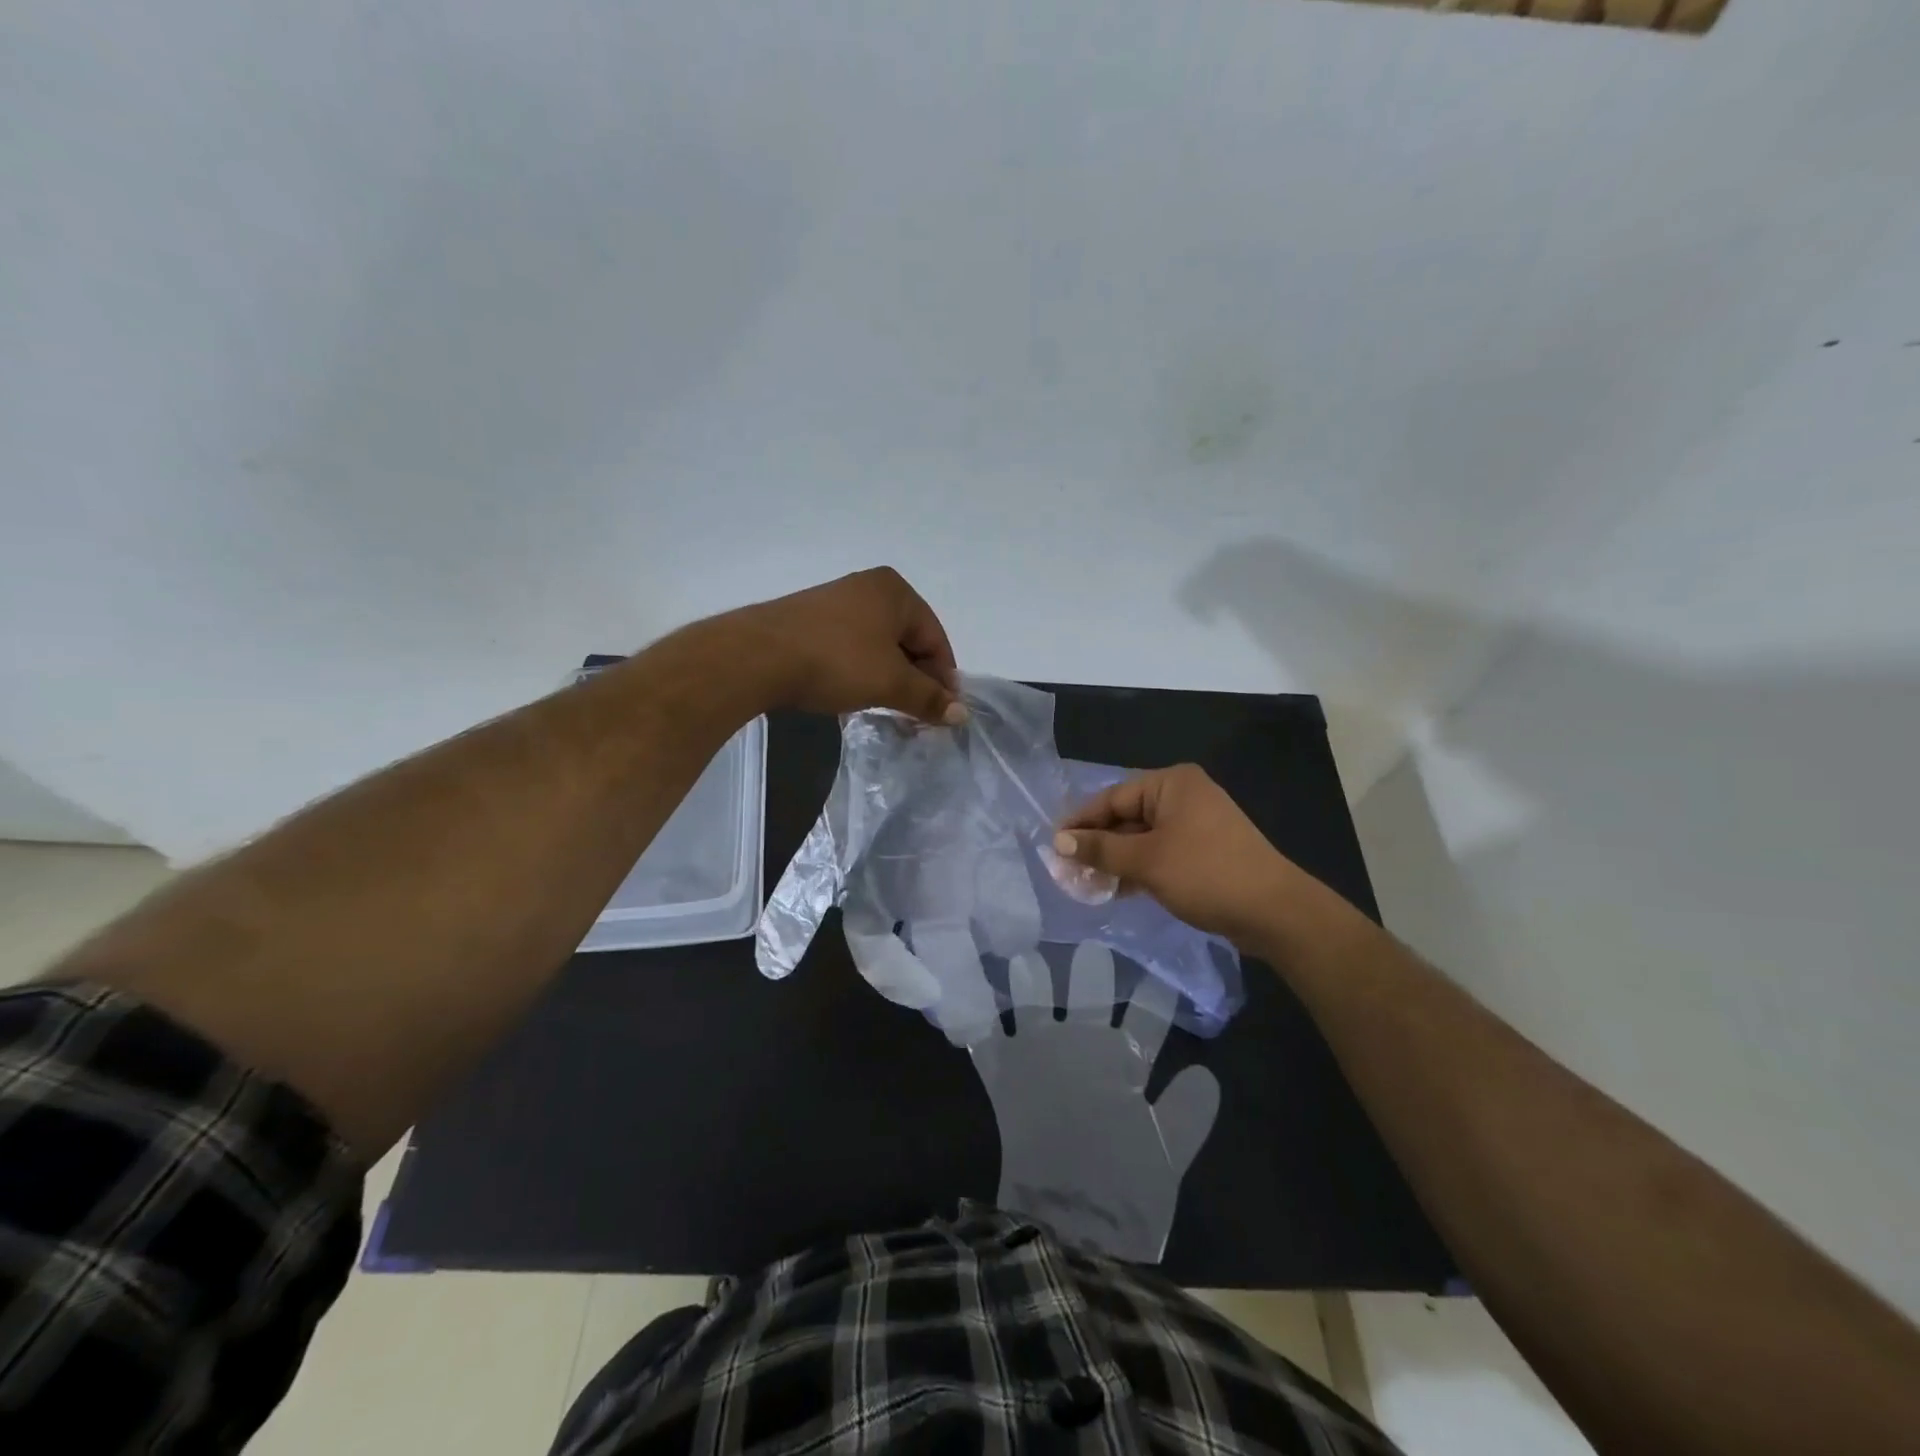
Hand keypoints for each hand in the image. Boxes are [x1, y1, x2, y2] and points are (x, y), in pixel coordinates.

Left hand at [730, 567, 963, 723]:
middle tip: (918, 714)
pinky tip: (855, 693)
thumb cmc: (837, 661)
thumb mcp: (890, 683)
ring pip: (879, 645)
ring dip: (889, 678)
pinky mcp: (811, 619)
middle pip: (908, 639)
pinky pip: (852, 646)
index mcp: (896, 591)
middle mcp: (869, 587)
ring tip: (888, 707)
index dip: (944, 678)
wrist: (758, 656)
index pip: (936, 638)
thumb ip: (928, 698)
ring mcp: (836, 601)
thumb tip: (962, 714)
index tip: (944, 713)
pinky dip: (862, 671)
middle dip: (916, 678)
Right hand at [1052, 764, 1318, 951]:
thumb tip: (1058, 842)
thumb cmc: (1205, 874)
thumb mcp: (1146, 861)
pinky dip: (1138, 869)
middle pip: (1126, 817)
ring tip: (1086, 884)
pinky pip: (1160, 853)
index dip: (1081, 822)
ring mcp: (1196, 824)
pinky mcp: (1204, 851)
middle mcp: (1183, 796)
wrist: (1274, 912)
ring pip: (1142, 838)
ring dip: (1116, 860)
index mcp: (1171, 784)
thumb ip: (1100, 849)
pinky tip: (1117, 889)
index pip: (1112, 798)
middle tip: (1067, 870)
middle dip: (1098, 844)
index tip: (1054, 845)